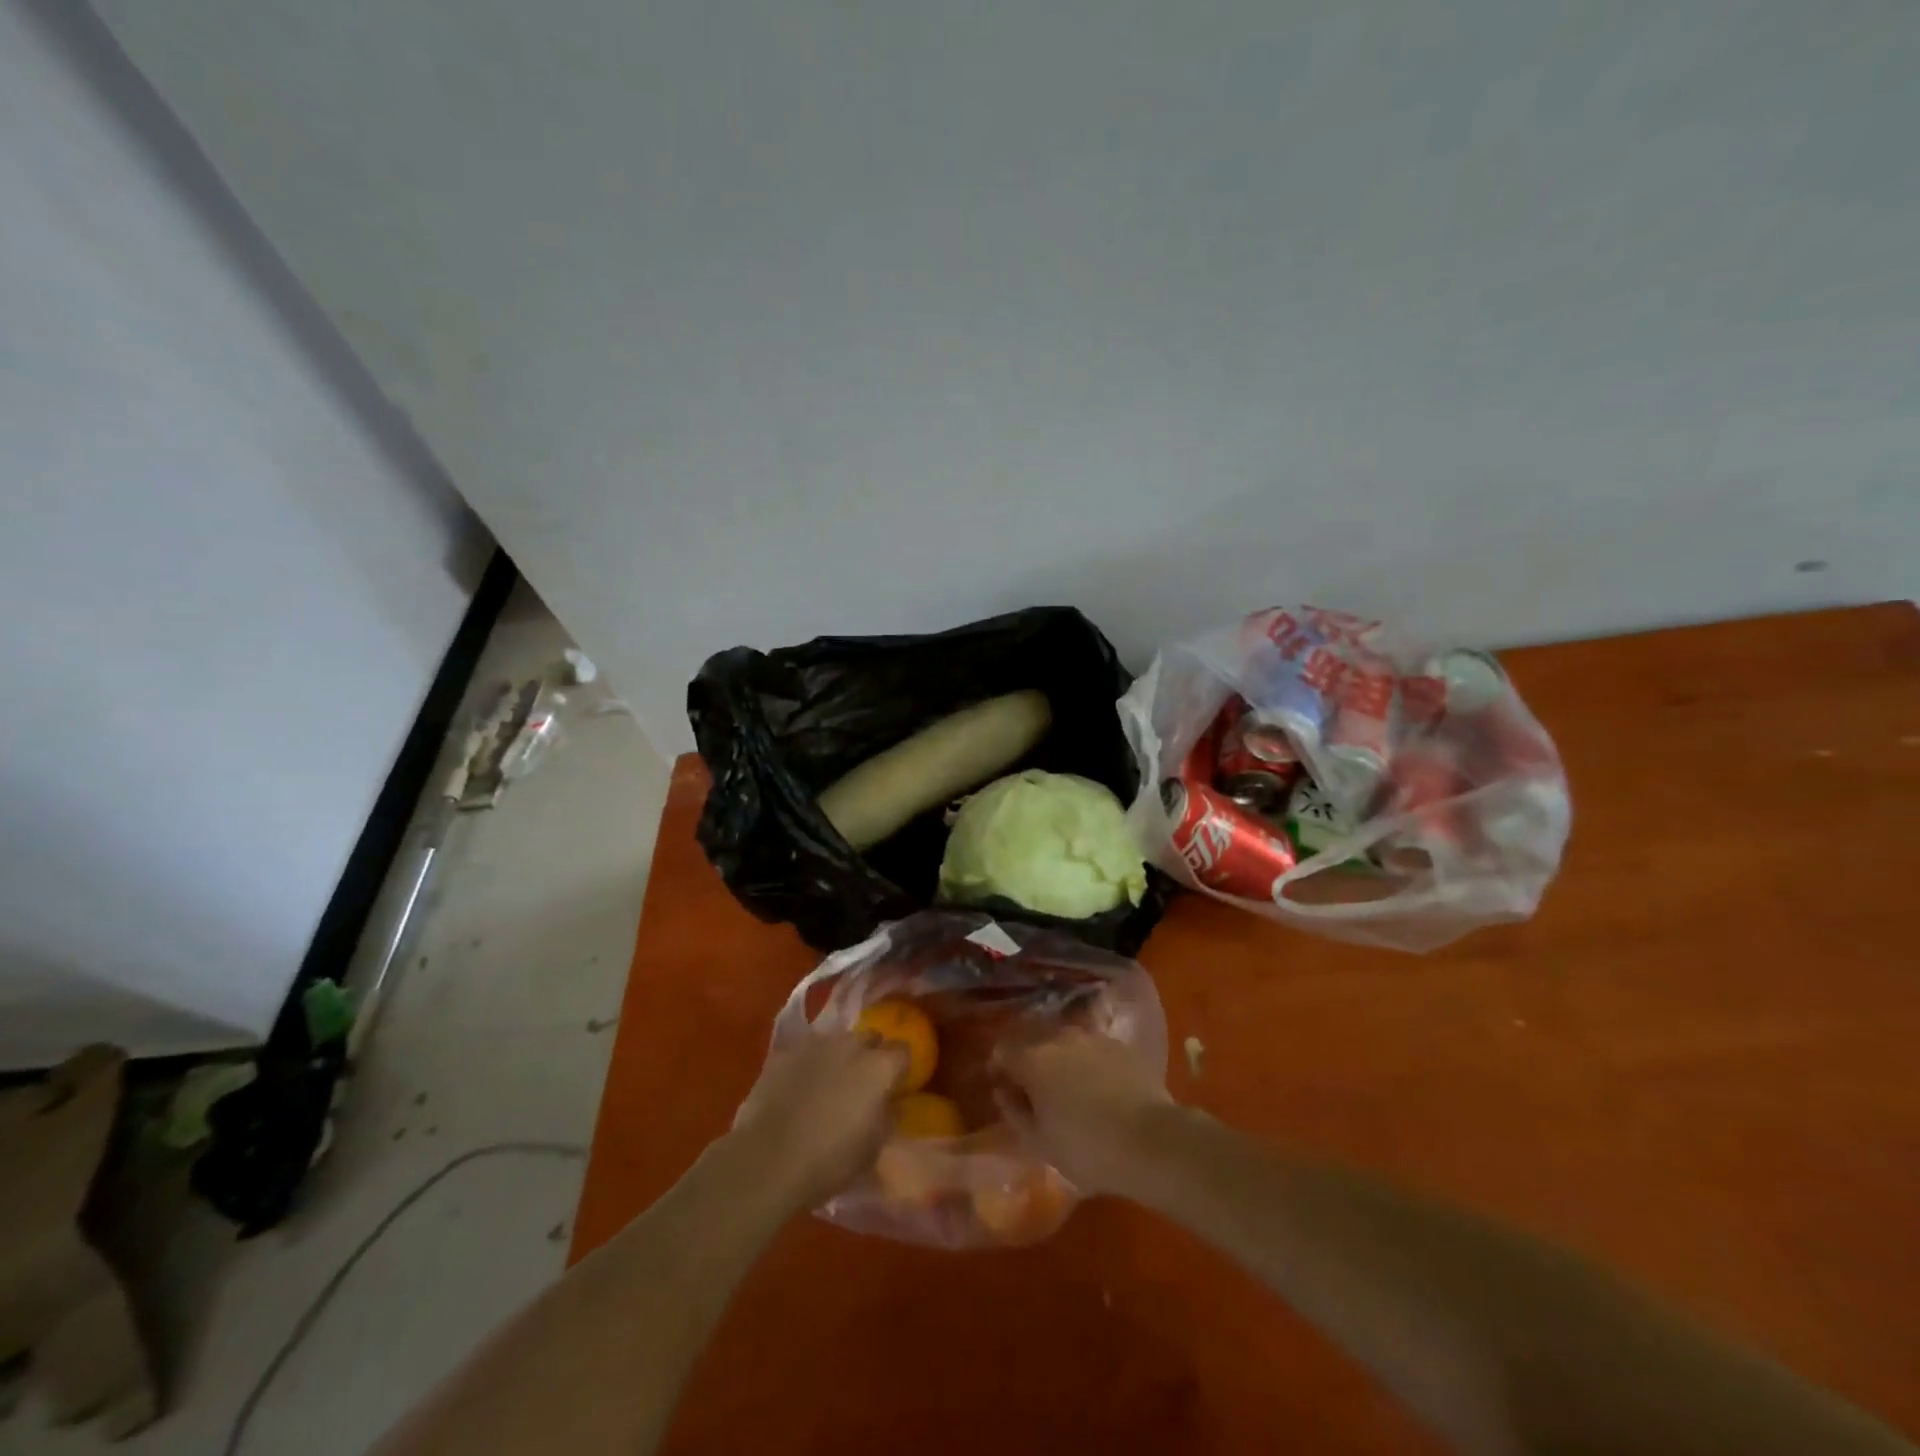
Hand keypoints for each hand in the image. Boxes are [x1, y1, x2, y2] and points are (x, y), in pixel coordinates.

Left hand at [731, 1031, 907, 1210]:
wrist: (766, 1160)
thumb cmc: (829, 1161)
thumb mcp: (872, 1151)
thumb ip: (887, 1119)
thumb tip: (891, 1104)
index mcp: (880, 1067)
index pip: (903, 1052)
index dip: (899, 1069)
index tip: (894, 1087)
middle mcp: (852, 1044)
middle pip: (870, 1039)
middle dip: (870, 1056)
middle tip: (861, 1085)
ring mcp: (816, 1044)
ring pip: (837, 1042)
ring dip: (839, 1057)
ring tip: (828, 1085)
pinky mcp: (786, 1051)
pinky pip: (807, 1052)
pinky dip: (809, 1064)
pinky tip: (799, 1087)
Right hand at [995, 1029, 1176, 1196]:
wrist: (1150, 1140)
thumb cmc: (1086, 1148)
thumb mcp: (1039, 1143)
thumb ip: (1014, 1112)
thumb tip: (1003, 1091)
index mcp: (1033, 1059)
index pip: (1003, 1051)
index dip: (998, 1068)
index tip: (1001, 1087)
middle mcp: (1060, 1038)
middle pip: (1035, 1043)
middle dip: (1030, 1062)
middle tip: (1035, 1091)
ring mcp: (1093, 1038)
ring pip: (1066, 1044)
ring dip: (1061, 1061)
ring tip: (1068, 1088)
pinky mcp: (1121, 1046)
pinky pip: (1093, 1050)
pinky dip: (1088, 1064)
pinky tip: (1098, 1088)